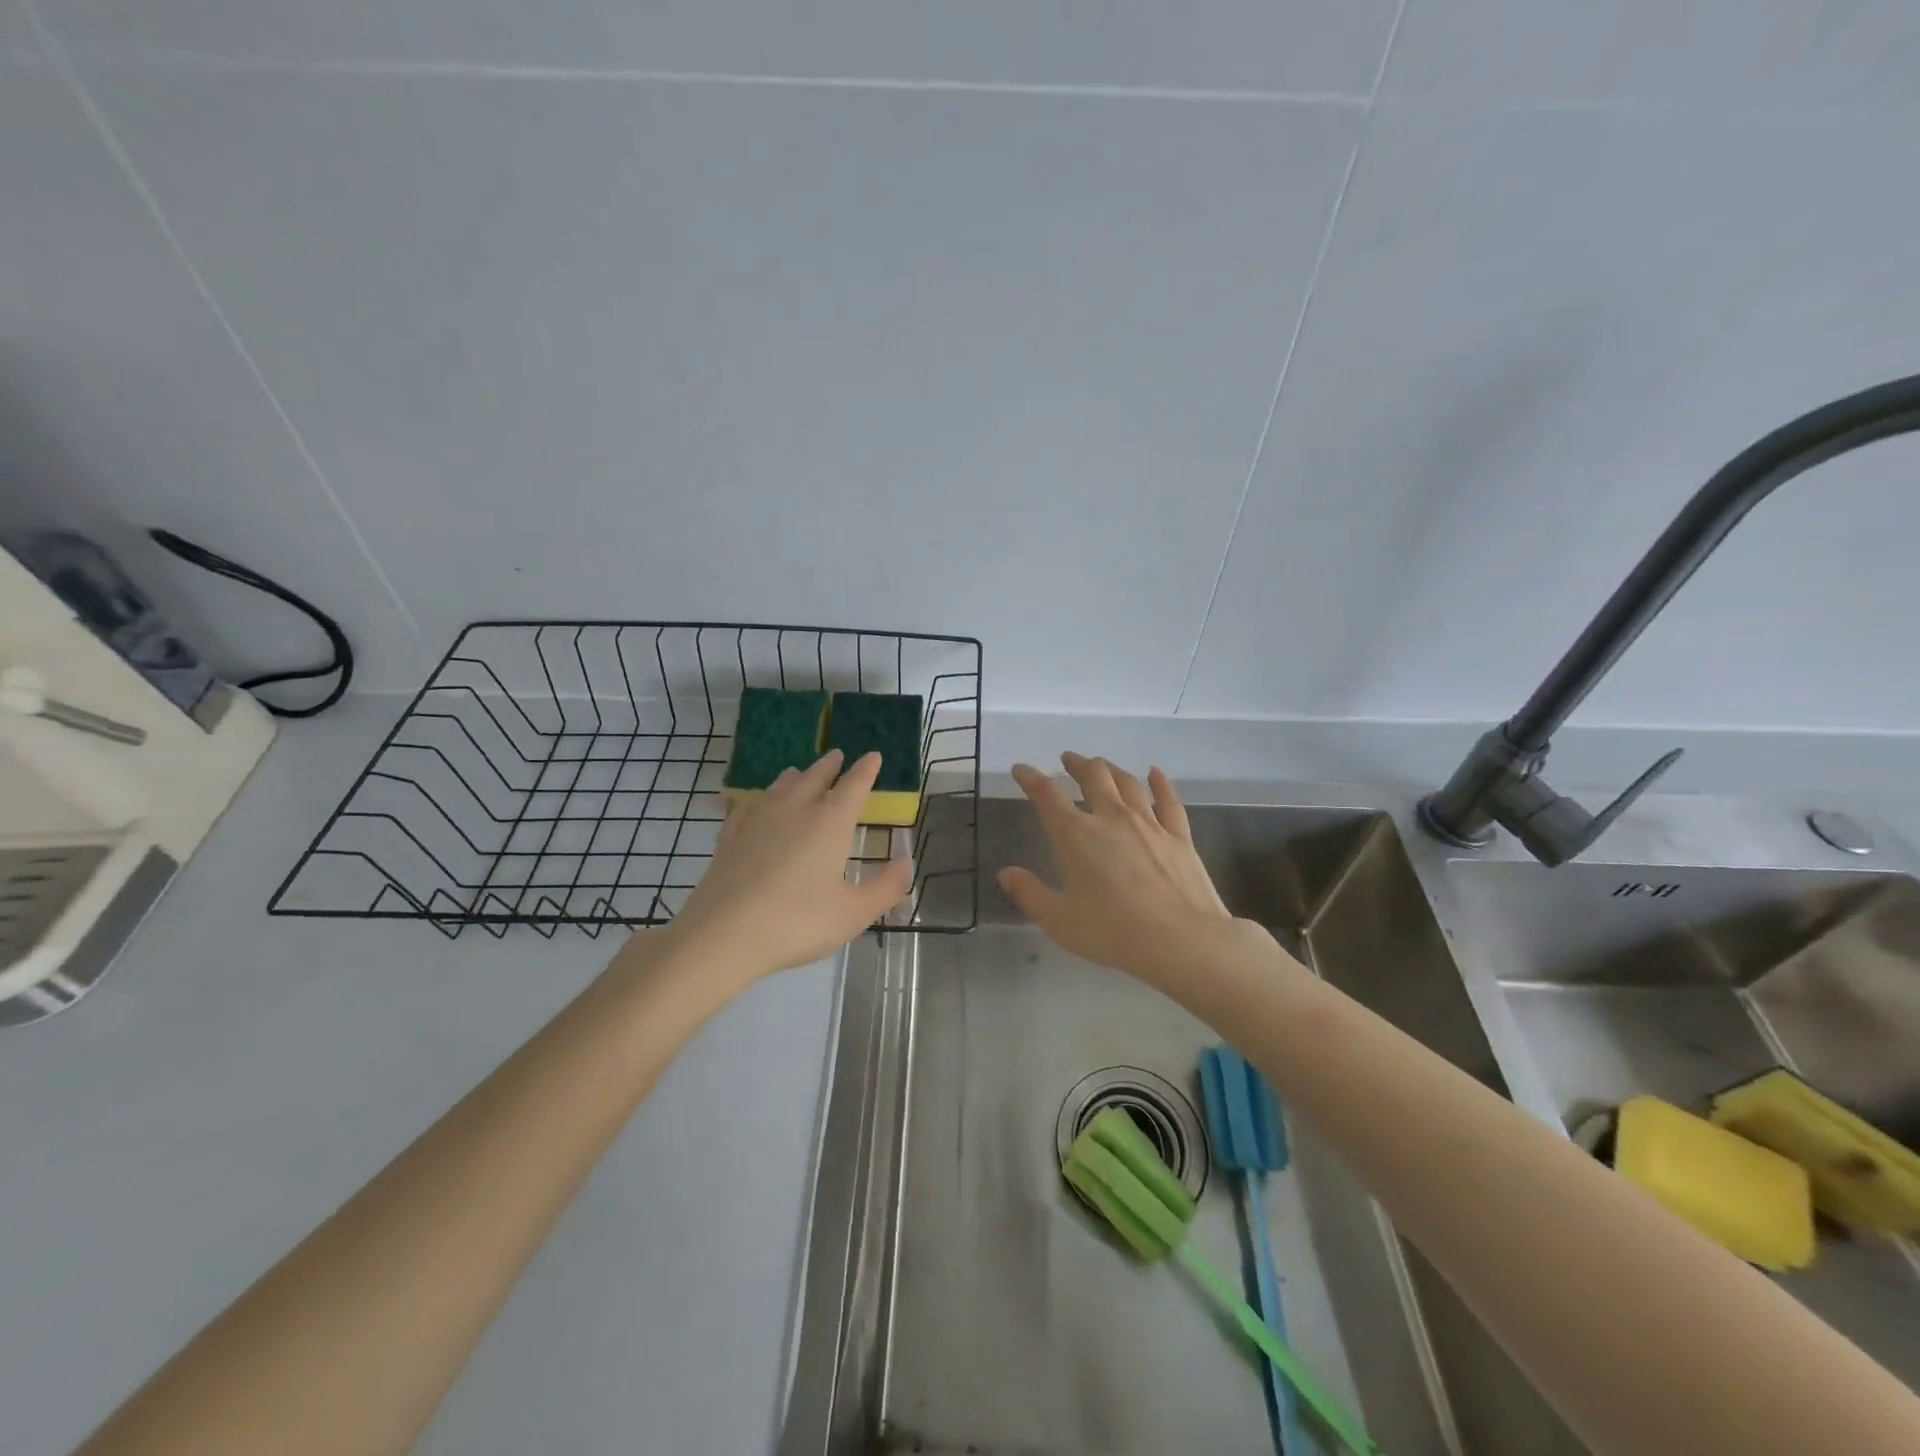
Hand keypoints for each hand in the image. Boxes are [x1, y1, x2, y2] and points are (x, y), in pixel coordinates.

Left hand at [661, 749, 913, 984]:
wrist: (723, 934)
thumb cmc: (798, 922)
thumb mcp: (854, 913)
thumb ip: (885, 887)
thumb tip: (907, 862)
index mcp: (830, 823)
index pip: (853, 786)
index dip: (865, 770)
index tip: (873, 755)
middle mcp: (795, 810)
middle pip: (815, 778)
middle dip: (829, 766)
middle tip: (836, 755)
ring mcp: (758, 820)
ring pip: (780, 787)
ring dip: (795, 776)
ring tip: (798, 772)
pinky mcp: (730, 837)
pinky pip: (748, 806)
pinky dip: (759, 799)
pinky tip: (754, 804)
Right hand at [999, 753, 1257, 987]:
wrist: (1181, 940)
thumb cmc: (1112, 931)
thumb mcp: (1058, 920)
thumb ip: (1029, 893)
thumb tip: (1006, 873)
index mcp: (1075, 835)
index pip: (1046, 795)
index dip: (1030, 778)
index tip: (1021, 770)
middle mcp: (1111, 817)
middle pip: (1092, 776)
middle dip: (1077, 764)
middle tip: (1068, 760)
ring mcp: (1149, 823)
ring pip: (1127, 782)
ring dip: (1111, 769)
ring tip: (1102, 765)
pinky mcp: (1179, 835)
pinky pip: (1168, 800)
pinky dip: (1159, 783)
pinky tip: (1155, 773)